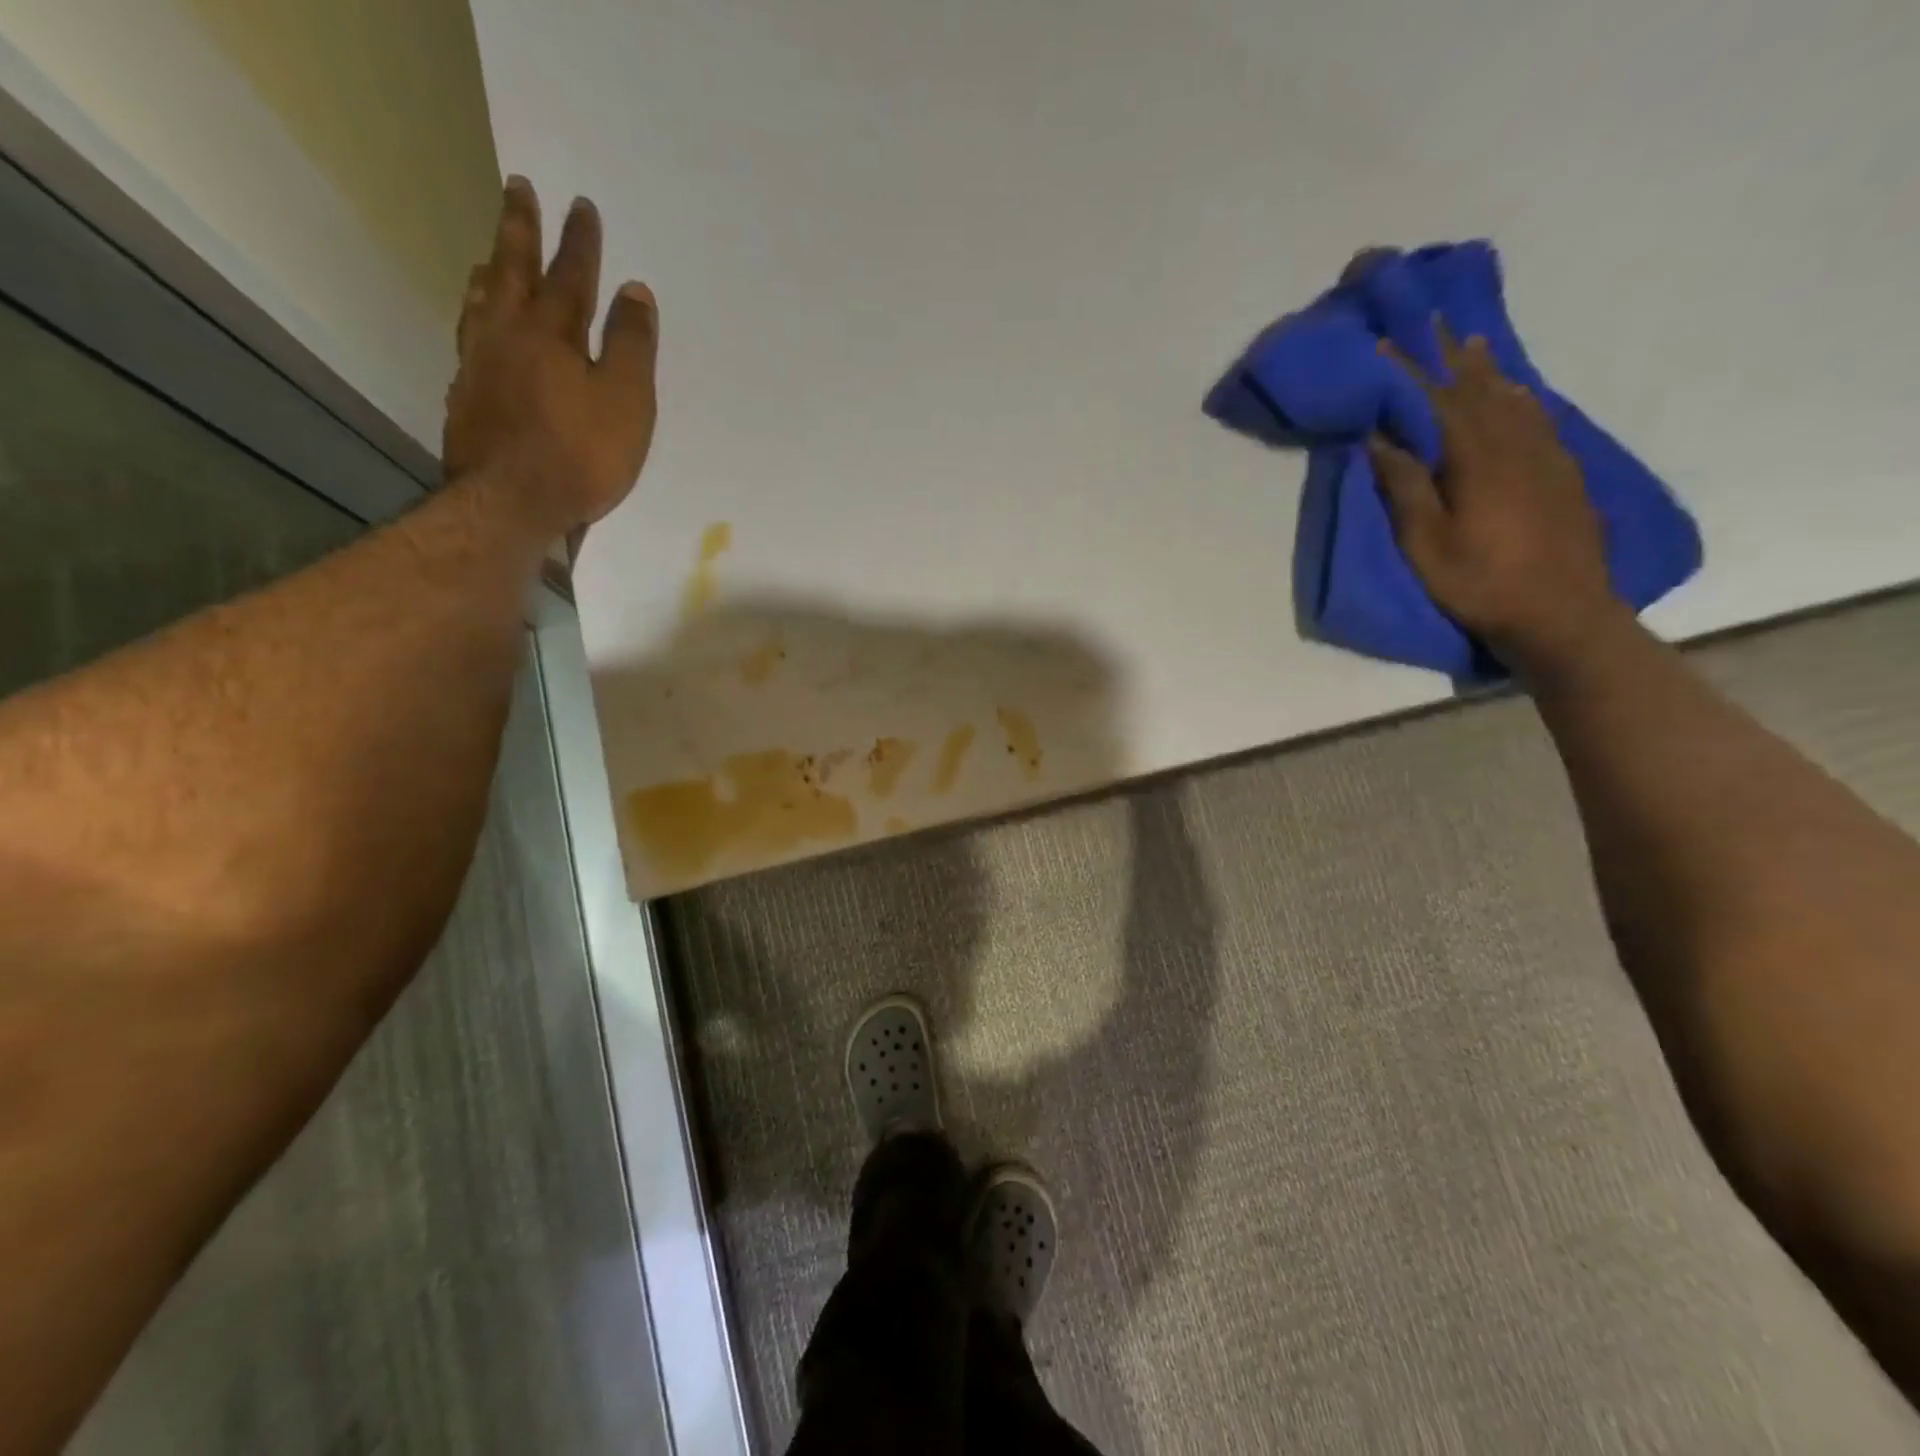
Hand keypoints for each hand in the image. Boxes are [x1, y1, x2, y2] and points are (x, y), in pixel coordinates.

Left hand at [443, 177, 658, 534]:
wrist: (511, 503)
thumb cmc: (581, 455)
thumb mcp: (627, 402)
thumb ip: (632, 346)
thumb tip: (634, 290)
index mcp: (553, 334)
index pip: (570, 276)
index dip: (579, 241)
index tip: (581, 204)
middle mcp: (508, 336)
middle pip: (512, 271)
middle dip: (519, 229)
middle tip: (516, 188)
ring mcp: (479, 366)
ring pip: (482, 302)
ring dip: (490, 271)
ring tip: (489, 254)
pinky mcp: (466, 398)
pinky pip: (469, 340)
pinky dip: (474, 319)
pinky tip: (477, 327)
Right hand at [1368, 322, 1621, 672]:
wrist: (1562, 613)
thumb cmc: (1480, 583)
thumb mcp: (1426, 543)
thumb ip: (1406, 487)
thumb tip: (1382, 438)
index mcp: (1477, 459)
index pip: (1438, 401)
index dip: (1411, 372)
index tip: (1388, 343)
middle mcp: (1516, 444)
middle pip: (1480, 389)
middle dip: (1453, 356)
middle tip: (1435, 322)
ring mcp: (1546, 457)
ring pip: (1514, 398)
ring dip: (1489, 369)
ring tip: (1474, 343)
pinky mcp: (1564, 474)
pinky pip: (1540, 418)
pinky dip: (1522, 397)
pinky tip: (1518, 392)